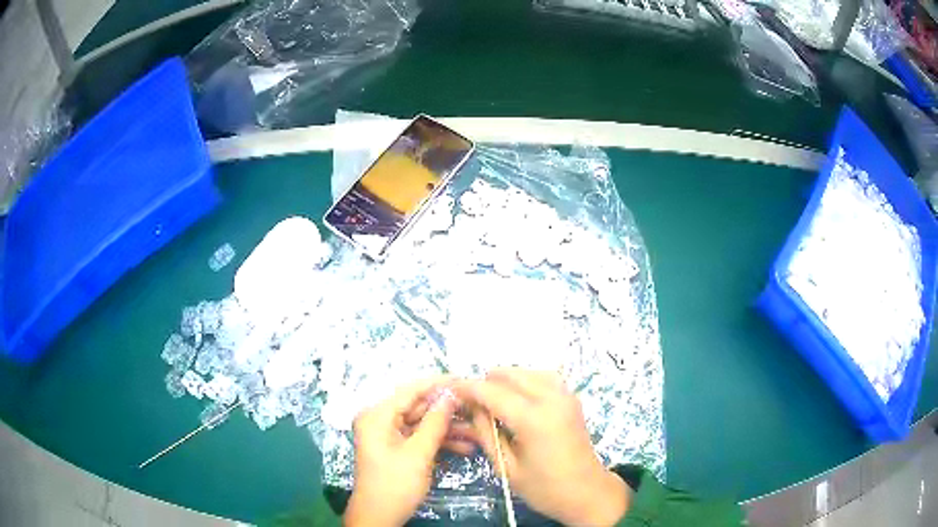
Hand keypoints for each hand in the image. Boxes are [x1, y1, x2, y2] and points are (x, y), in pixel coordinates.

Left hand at [344, 377, 462, 526]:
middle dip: (447, 410)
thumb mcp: (418, 454)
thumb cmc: (394, 485)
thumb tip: (450, 394)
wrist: (379, 517)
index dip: (438, 384)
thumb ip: (435, 422)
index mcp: (377, 415)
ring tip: (478, 430)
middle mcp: (380, 420)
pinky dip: (439, 441)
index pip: (410, 390)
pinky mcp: (397, 448)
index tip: (465, 380)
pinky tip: (466, 446)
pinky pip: (420, 437)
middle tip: (477, 407)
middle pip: (417, 407)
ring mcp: (388, 435)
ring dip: (448, 428)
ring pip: (422, 423)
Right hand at [455, 369, 629, 525]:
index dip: (468, 388)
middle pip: (511, 375)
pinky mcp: (572, 399)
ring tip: (491, 398)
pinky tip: (517, 396)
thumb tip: (472, 408)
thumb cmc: (545, 488)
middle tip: (470, 400)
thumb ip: (487, 434)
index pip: (492, 392)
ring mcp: (565, 396)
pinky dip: (526, 380)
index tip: (450, 388)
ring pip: (528, 371)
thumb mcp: (507, 468)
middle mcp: (551, 399)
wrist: (587, 492)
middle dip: (486, 382)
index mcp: (534, 419)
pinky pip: (544, 377)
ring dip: (507, 379)